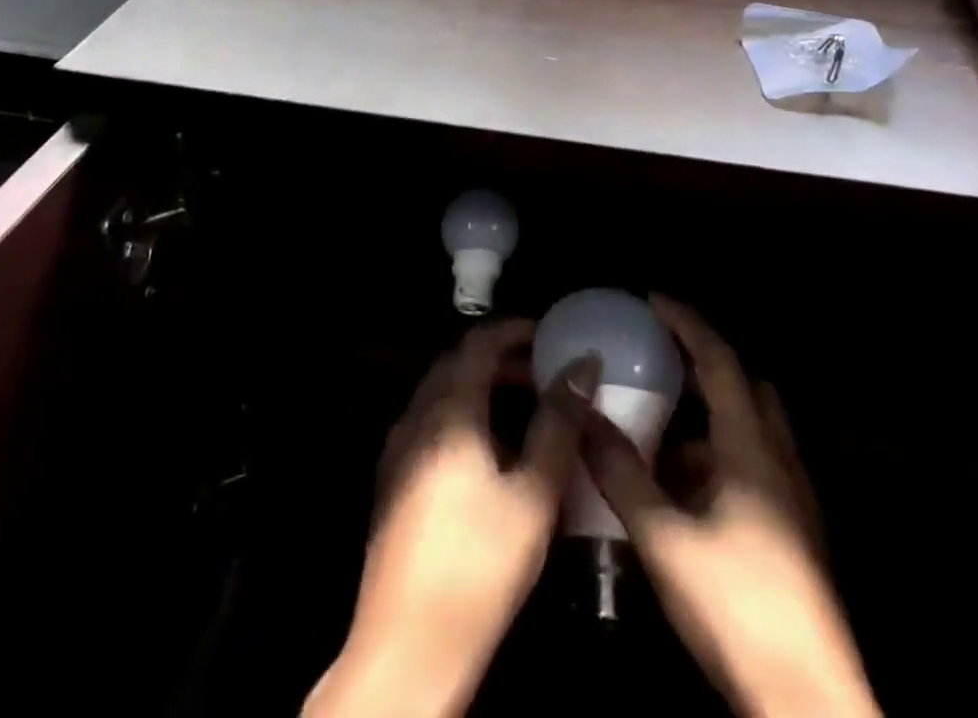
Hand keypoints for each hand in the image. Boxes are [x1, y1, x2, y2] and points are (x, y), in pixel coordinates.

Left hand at [304, 320, 598, 717]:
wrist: (408, 646)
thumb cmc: (480, 564)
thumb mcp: (533, 493)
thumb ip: (558, 423)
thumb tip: (583, 365)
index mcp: (448, 410)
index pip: (478, 343)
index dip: (514, 331)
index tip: (549, 334)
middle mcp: (416, 417)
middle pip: (458, 364)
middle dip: (501, 359)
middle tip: (544, 372)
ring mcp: (399, 449)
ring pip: (443, 394)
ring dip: (482, 388)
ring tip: (527, 409)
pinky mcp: (395, 479)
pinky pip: (432, 422)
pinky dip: (464, 415)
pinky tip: (492, 452)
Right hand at [579, 296, 880, 717]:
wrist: (808, 704)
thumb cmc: (736, 606)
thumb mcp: (664, 537)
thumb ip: (621, 472)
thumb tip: (582, 415)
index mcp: (751, 446)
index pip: (719, 359)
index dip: (686, 322)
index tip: (653, 299)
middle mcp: (777, 459)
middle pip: (744, 387)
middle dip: (703, 364)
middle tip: (660, 358)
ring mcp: (791, 499)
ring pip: (748, 432)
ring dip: (707, 417)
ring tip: (659, 426)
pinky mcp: (792, 533)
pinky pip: (751, 468)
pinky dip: (716, 458)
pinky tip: (681, 489)